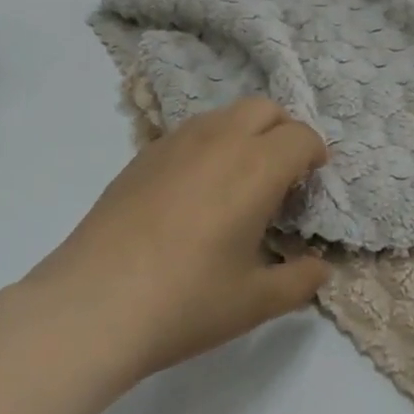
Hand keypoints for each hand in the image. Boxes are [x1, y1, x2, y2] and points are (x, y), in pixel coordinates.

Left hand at [23, 97, 329, 382]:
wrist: (92, 305)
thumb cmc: (185, 301)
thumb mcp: (254, 302)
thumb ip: (299, 282)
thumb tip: (322, 271)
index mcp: (256, 167)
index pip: (301, 136)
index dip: (314, 154)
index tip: (310, 182)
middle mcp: (219, 140)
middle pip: (265, 108)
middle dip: (283, 131)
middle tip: (281, 175)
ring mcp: (176, 142)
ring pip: (225, 114)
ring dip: (245, 133)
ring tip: (237, 180)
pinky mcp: (142, 155)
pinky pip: (190, 132)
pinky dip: (209, 145)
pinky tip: (194, 192)